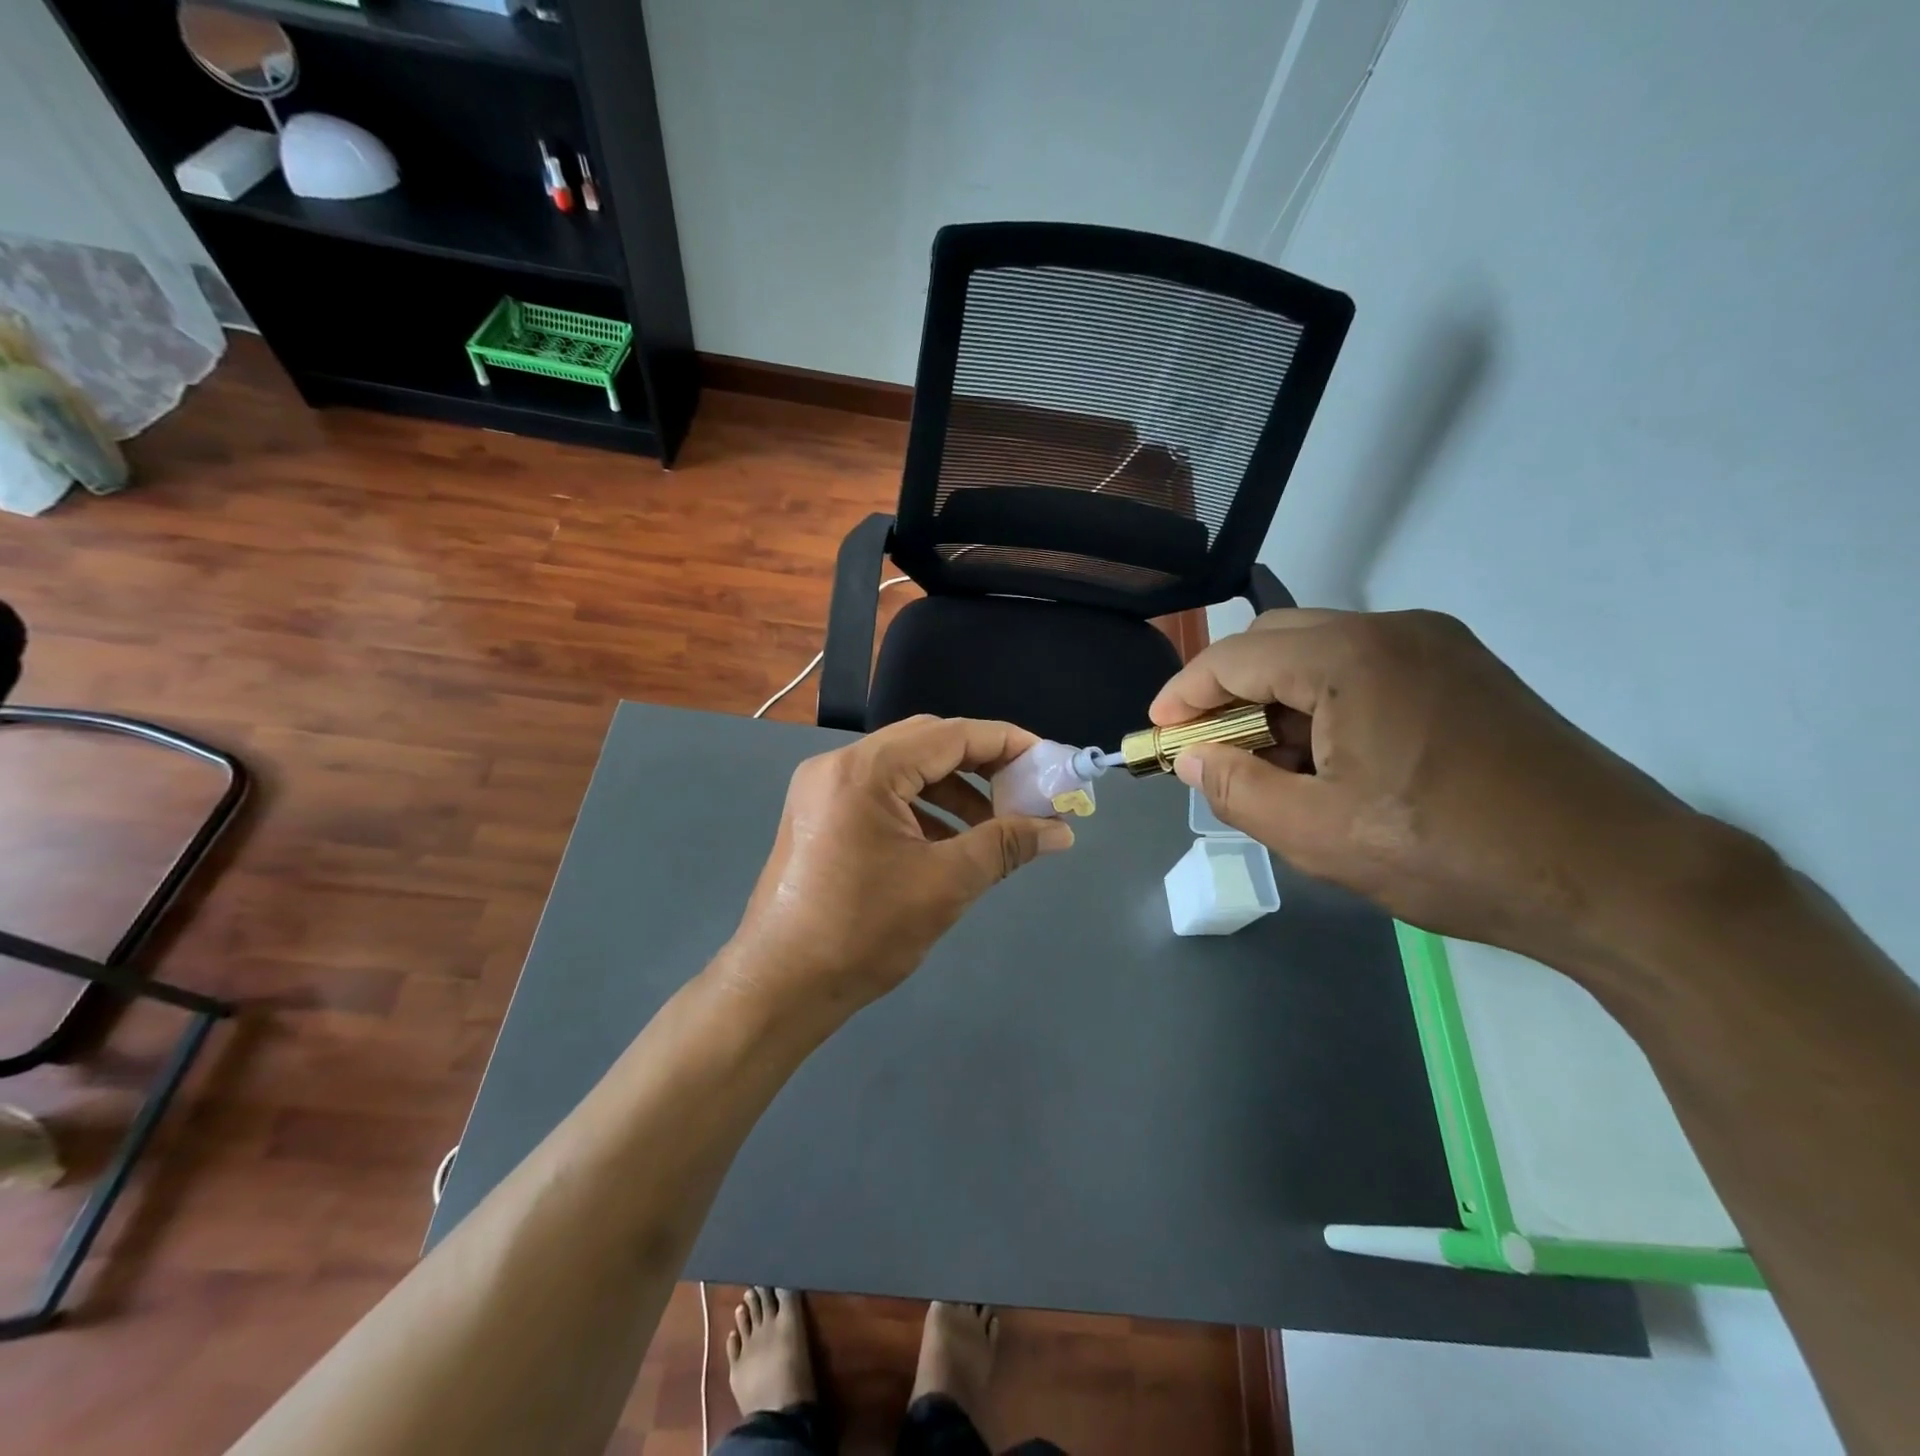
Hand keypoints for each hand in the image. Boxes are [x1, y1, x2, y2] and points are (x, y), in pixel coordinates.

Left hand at [723, 716, 1074, 1012]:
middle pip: (926, 743)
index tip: (1049, 760)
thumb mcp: (945, 884)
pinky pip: (881, 793)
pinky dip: (921, 808)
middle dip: (982, 765)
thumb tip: (1061, 830)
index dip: (1007, 743)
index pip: (952, 735)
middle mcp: (839, 765)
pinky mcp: (818, 814)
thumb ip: (1006, 845)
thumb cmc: (863, 932)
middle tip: (1025, 790)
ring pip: (904, 768)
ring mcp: (822, 788)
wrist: (779, 986)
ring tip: (993, 826)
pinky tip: (949, 841)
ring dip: (953, 790)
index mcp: (866, 770)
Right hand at [1151, 609, 1709, 964]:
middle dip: (1229, 692)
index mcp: (1351, 658)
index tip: (1156, 732)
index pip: (1236, 656)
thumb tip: (1191, 756)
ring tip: (1270, 767)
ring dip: (1278, 700)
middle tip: (1209, 750)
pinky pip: (1366, 670)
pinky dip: (1326, 704)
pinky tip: (1329, 761)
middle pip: (1276, 640)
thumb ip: (1236, 789)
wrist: (1619, 877)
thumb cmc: (1452, 854)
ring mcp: (1438, 646)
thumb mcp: (1319, 834)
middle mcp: (1394, 630)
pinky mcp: (1466, 672)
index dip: (1184, 693)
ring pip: (1322, 654)